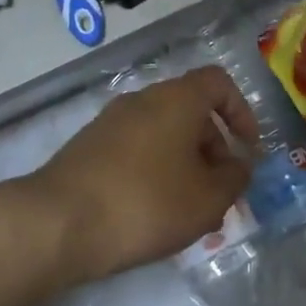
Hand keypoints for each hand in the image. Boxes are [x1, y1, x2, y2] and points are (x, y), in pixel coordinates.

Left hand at [31, 67, 258, 282]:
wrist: (58, 223)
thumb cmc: (146, 203)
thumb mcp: (207, 199)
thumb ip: (235, 178)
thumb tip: (239, 165)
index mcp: (176, 99)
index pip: (218, 83)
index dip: (241, 112)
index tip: (247, 149)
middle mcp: (142, 100)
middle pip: (190, 112)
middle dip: (213, 149)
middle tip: (221, 192)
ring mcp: (110, 123)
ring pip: (162, 135)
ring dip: (184, 166)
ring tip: (190, 211)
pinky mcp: (88, 148)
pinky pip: (136, 151)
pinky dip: (154, 173)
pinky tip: (153, 214)